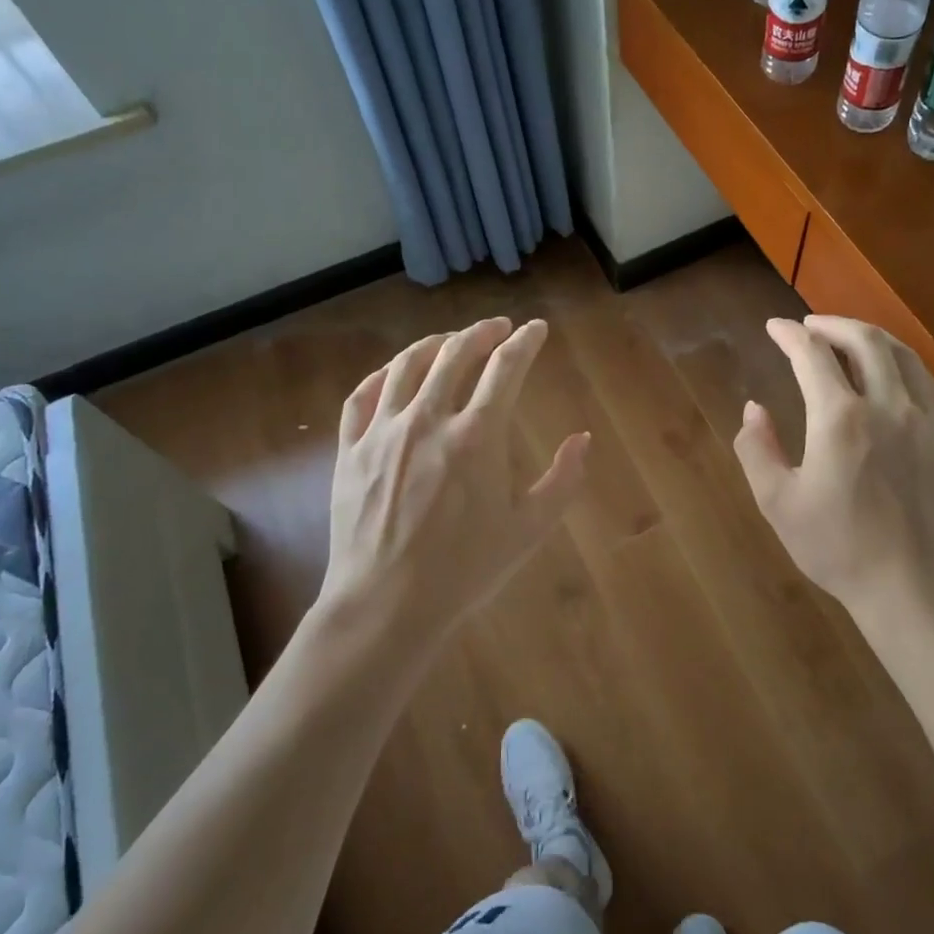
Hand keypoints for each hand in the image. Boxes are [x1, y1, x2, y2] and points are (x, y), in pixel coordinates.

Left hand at [317, 317, 587, 649]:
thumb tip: (583, 439)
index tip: (536, 330)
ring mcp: (383, 432)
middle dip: (481, 332)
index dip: (525, 342)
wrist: (386, 605)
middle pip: (455, 354)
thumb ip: (562, 480)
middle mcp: (429, 420)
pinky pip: (362, 396)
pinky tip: (394, 373)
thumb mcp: (529, 530)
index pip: (506, 368)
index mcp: (477, 436)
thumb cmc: (465, 570)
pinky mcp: (350, 450)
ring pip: (407, 366)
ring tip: (449, 340)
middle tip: (498, 328)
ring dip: (433, 344)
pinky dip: (382, 374)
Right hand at [733, 316, 933, 638]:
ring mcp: (927, 421)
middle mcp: (888, 406)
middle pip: (865, 341)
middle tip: (811, 325)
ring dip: (871, 337)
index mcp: (841, 419)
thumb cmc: (838, 548)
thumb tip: (754, 409)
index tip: (774, 327)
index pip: (813, 355)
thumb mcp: (778, 503)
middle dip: (834, 324)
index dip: (790, 335)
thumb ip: (757, 449)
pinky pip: (929, 384)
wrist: (914, 589)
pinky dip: (905, 364)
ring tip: (849, 338)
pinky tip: (895, 373)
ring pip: (903, 356)